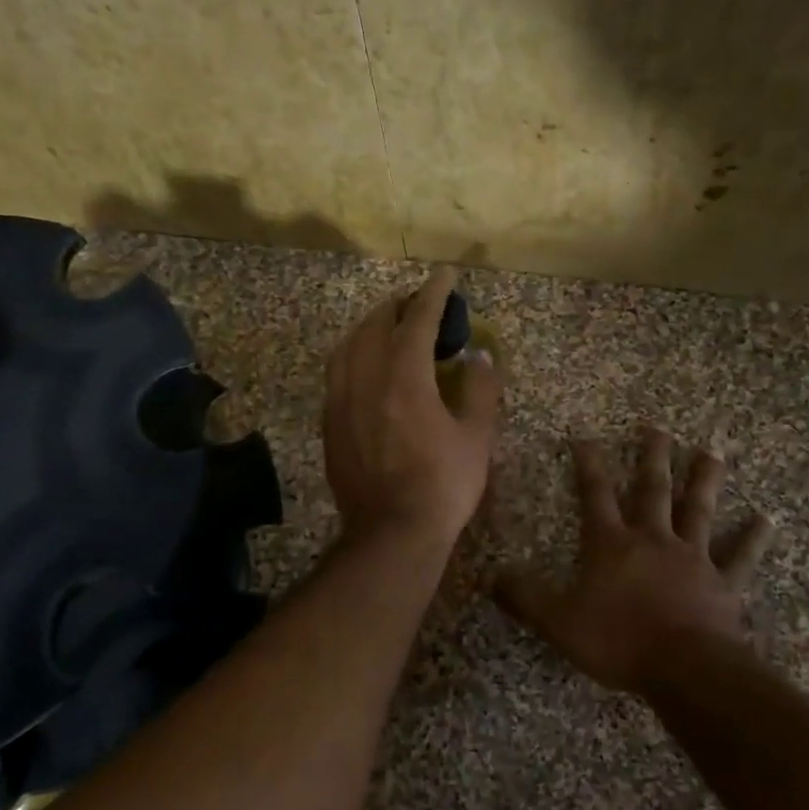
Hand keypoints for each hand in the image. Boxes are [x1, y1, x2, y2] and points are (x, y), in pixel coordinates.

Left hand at [323, 268, 501, 546]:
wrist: (391, 534)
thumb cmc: (443, 486)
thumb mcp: (477, 438)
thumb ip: (479, 390)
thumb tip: (480, 357)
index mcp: (404, 377)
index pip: (417, 320)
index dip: (433, 294)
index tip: (445, 275)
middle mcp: (365, 380)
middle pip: (374, 326)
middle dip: (397, 307)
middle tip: (418, 305)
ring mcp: (340, 402)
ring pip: (347, 347)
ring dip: (369, 328)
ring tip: (388, 329)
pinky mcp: (329, 425)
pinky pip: (336, 374)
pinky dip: (353, 356)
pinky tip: (365, 368)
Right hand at [494, 428, 772, 694]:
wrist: (685, 670)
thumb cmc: (618, 641)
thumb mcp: (558, 621)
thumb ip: (524, 597)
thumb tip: (488, 577)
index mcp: (612, 544)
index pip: (595, 494)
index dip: (588, 464)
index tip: (585, 436)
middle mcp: (653, 540)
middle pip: (653, 490)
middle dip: (652, 457)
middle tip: (656, 427)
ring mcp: (693, 558)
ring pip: (699, 510)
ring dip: (704, 480)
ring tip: (711, 452)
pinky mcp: (723, 583)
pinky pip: (740, 556)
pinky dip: (752, 537)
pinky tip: (767, 519)